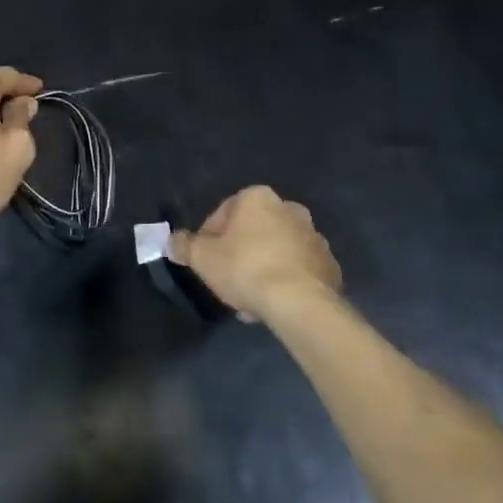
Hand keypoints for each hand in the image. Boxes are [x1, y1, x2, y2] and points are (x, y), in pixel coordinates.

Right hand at [171, 186, 340, 321]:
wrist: (300, 303)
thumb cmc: (245, 268)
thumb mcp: (202, 257)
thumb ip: (184, 246)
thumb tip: (172, 241)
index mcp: (257, 197)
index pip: (223, 214)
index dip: (209, 239)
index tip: (205, 263)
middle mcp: (289, 208)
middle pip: (252, 231)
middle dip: (239, 254)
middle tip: (228, 281)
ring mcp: (314, 236)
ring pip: (276, 251)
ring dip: (263, 268)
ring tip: (250, 299)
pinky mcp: (330, 265)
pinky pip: (298, 270)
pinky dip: (286, 281)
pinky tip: (273, 304)